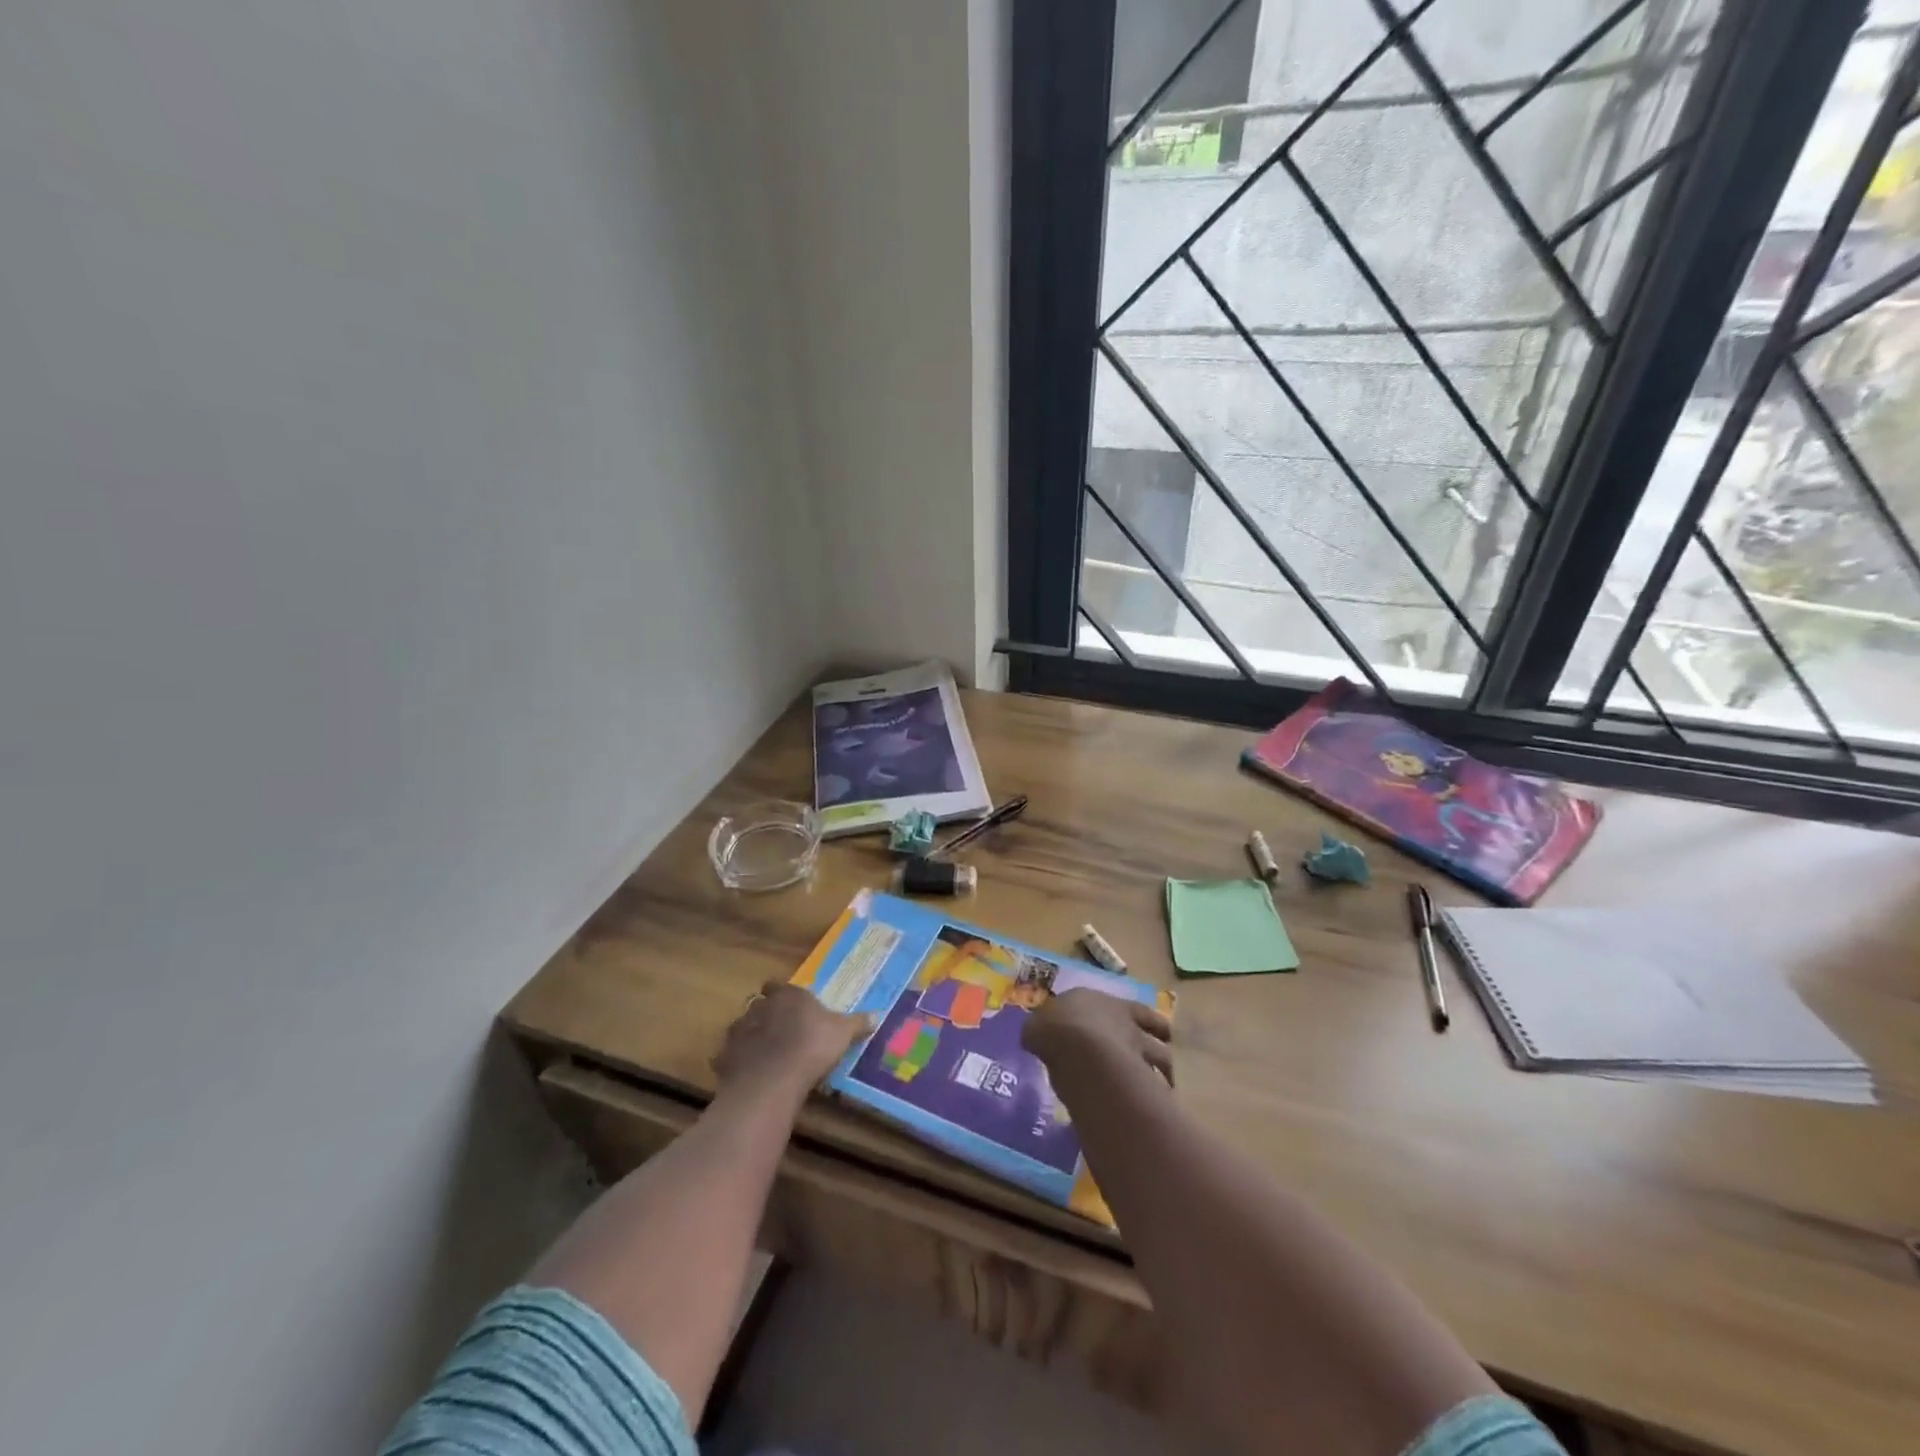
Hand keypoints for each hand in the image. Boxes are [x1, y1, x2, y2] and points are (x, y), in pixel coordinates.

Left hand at [713, 981, 872, 1103]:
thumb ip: (857, 1023)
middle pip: (759, 1003)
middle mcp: (760, 1006)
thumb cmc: (812, 1047)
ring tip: (763, 1054)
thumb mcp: (842, 1034)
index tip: (792, 1004)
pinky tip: (747, 1074)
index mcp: (787, 995)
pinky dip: (736, 1063)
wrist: (772, 1080)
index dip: (784, 993)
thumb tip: (877, 1015)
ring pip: (741, 1027)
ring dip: (750, 1036)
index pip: (779, 984)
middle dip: (766, 1013)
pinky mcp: (725, 1057)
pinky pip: (728, 1057)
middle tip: (780, 1029)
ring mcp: (739, 1031)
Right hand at [1022, 987, 1172, 1089]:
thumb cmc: (1055, 1031)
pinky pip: (1158, 1084)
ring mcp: (1138, 1045)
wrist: (1081, 1052)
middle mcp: (1122, 1018)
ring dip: (1164, 1066)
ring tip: (1164, 1078)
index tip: (1124, 1023)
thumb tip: (1035, 1035)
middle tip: (1156, 1046)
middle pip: (1152, 1024)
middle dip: (1155, 1035)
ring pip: (1162, 1054)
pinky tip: (1157, 1099)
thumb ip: (1039, 1031)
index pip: (1118, 1004)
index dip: (1124, 1014)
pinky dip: (1159, 1090)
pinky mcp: (1145, 1074)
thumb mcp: (1036, 1028)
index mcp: (1095, 1001)